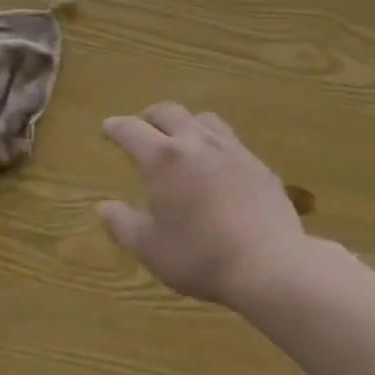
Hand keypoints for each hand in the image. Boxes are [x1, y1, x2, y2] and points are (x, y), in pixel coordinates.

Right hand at [98, 103, 308, 306]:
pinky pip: (229, 139)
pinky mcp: (257, 163)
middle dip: (149, 116)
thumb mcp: (151, 249)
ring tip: (180, 138)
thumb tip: (104, 207)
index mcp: (164, 159)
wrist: (269, 263)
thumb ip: (123, 225)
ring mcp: (231, 149)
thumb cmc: (200, 256)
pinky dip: (213, 141)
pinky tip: (216, 163)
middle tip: (141, 127)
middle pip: (168, 112)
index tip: (108, 128)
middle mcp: (196, 143)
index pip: (132, 130)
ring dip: (184, 123)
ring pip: (203, 119)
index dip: (116, 127)